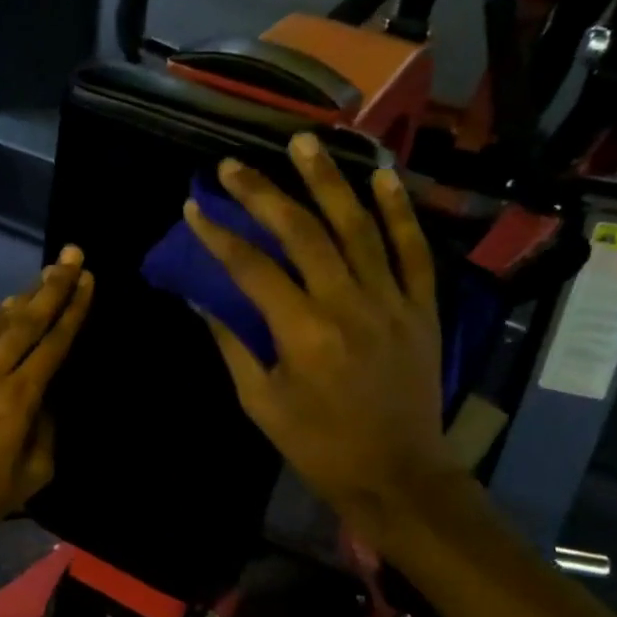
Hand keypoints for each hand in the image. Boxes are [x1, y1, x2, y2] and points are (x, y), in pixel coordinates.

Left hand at [0, 247, 93, 541]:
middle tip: (72, 256)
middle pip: (26, 321)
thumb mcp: (33, 475)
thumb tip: (46, 398)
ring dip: (23, 298)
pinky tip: (0, 311)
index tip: (87, 281)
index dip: (73, 310)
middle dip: (52, 287)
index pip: (53, 344)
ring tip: (43, 277)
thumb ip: (47, 430)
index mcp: (18, 398)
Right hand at [183, 135, 460, 546]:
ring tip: (304, 142)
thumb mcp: (261, 403)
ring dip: (328, 181)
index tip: (195, 208)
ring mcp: (390, 301)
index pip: (252, 268)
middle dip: (263, 193)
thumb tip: (202, 300)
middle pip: (301, 233)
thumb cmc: (318, 446)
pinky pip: (413, 250)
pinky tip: (381, 177)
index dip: (219, 235)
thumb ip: (233, 345)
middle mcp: (347, 304)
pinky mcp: (421, 307)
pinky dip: (399, 212)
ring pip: (358, 227)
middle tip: (234, 163)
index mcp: (302, 332)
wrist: (396, 474)